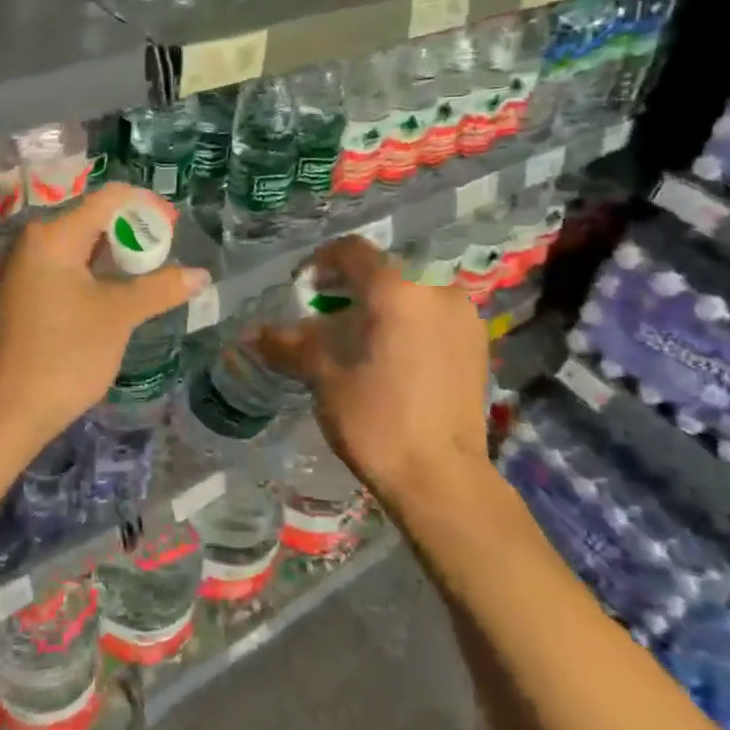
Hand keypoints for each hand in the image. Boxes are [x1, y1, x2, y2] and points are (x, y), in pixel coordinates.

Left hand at [0, 183, 208, 453]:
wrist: (4, 415)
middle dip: (130, 233)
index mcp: (51, 236)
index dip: (146, 206)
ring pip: (74, 250)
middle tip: (163, 255)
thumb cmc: (64, 355)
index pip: (107, 199)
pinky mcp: (13, 301)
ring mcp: (15, 273)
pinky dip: (89, 277)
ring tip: (145, 277)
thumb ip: (160, 288)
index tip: (175, 226)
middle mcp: (28, 245)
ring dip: (111, 258)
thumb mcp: (119, 317)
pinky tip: (110, 300)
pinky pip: (59, 273)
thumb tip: (200, 275)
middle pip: (89, 221)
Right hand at [255, 236, 489, 502]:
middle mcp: (436, 288)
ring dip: (383, 300)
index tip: (304, 289)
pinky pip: (435, 311)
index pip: (352, 250)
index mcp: (396, 288)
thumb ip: (288, 344)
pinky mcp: (478, 341)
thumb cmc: (375, 420)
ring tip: (361, 335)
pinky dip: (410, 318)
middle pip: (385, 268)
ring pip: (413, 289)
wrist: (441, 478)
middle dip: (352, 284)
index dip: (320, 262)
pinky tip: (395, 353)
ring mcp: (463, 314)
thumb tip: (252, 333)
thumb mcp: (323, 377)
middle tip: (327, 313)